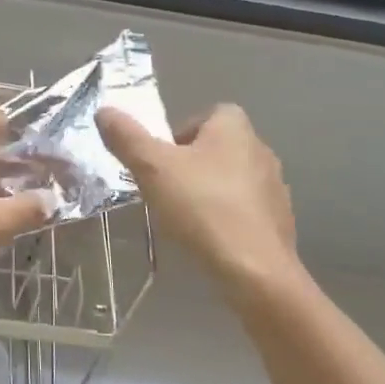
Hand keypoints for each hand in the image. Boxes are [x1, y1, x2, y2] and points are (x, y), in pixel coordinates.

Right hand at [97, 104, 306, 307]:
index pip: (208, 114)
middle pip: (217, 147)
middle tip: (165, 187)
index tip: (161, 158)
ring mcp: (275, 188)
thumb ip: (126, 137)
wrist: (256, 272)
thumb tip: (104, 110)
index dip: (181, 131)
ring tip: (184, 216)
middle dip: (191, 164)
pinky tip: (209, 239)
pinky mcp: (280, 223)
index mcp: (234, 129)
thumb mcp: (152, 168)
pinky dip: (227, 218)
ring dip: (209, 191)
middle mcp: (260, 150)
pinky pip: (246, 210)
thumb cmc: (202, 208)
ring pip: (232, 179)